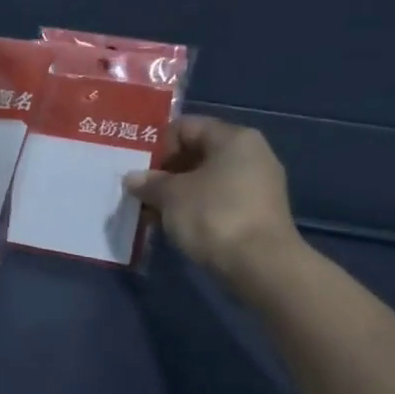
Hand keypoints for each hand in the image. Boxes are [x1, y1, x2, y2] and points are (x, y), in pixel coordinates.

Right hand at [124, 117, 303, 297]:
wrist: (261, 266)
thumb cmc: (213, 216)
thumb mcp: (170, 196)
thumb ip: (149, 182)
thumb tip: (134, 178)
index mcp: (234, 138)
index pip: (186, 127)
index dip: (158, 145)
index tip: (138, 169)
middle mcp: (252, 155)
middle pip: (197, 153)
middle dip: (165, 172)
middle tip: (140, 191)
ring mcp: (258, 186)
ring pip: (206, 180)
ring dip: (177, 194)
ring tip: (152, 212)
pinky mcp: (258, 214)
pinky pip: (218, 201)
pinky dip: (195, 209)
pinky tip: (174, 225)